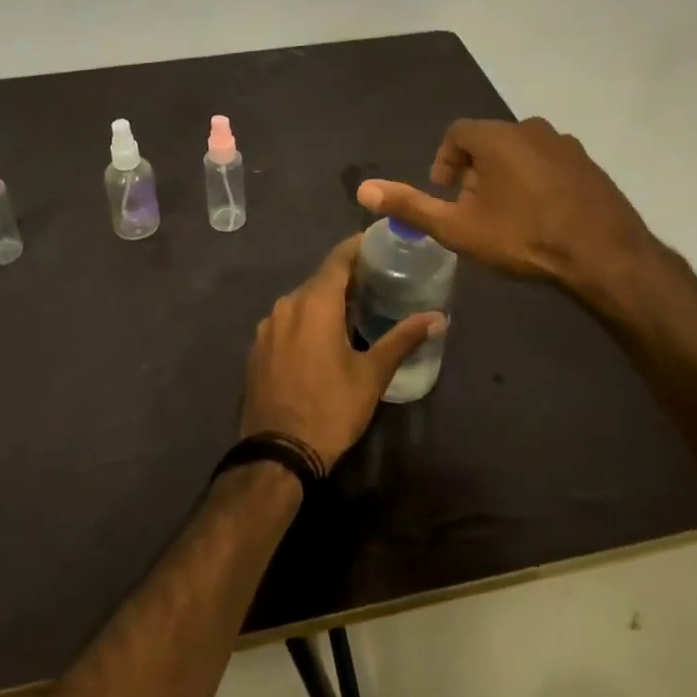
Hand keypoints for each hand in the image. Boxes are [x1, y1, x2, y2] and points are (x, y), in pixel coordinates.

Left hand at [239, 236, 445, 468]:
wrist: (277, 453)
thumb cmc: (331, 408)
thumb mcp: (372, 375)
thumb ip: (403, 339)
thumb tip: (438, 317)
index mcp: (314, 303)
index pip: (338, 259)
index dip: (358, 247)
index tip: (379, 243)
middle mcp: (286, 304)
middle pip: (320, 280)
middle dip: (346, 278)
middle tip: (377, 281)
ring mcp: (267, 327)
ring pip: (301, 301)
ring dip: (325, 301)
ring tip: (354, 310)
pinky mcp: (257, 348)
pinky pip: (286, 321)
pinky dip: (305, 320)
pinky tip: (322, 338)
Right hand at [357, 117, 672, 304]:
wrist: (603, 256)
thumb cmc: (522, 238)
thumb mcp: (458, 228)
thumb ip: (410, 205)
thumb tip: (363, 189)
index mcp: (495, 137)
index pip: (456, 134)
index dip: (445, 161)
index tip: (446, 193)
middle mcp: (530, 128)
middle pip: (489, 141)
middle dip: (475, 171)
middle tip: (474, 209)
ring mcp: (565, 144)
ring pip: (521, 151)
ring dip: (507, 174)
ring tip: (507, 214)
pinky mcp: (589, 164)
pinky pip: (551, 163)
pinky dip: (538, 180)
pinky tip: (542, 214)